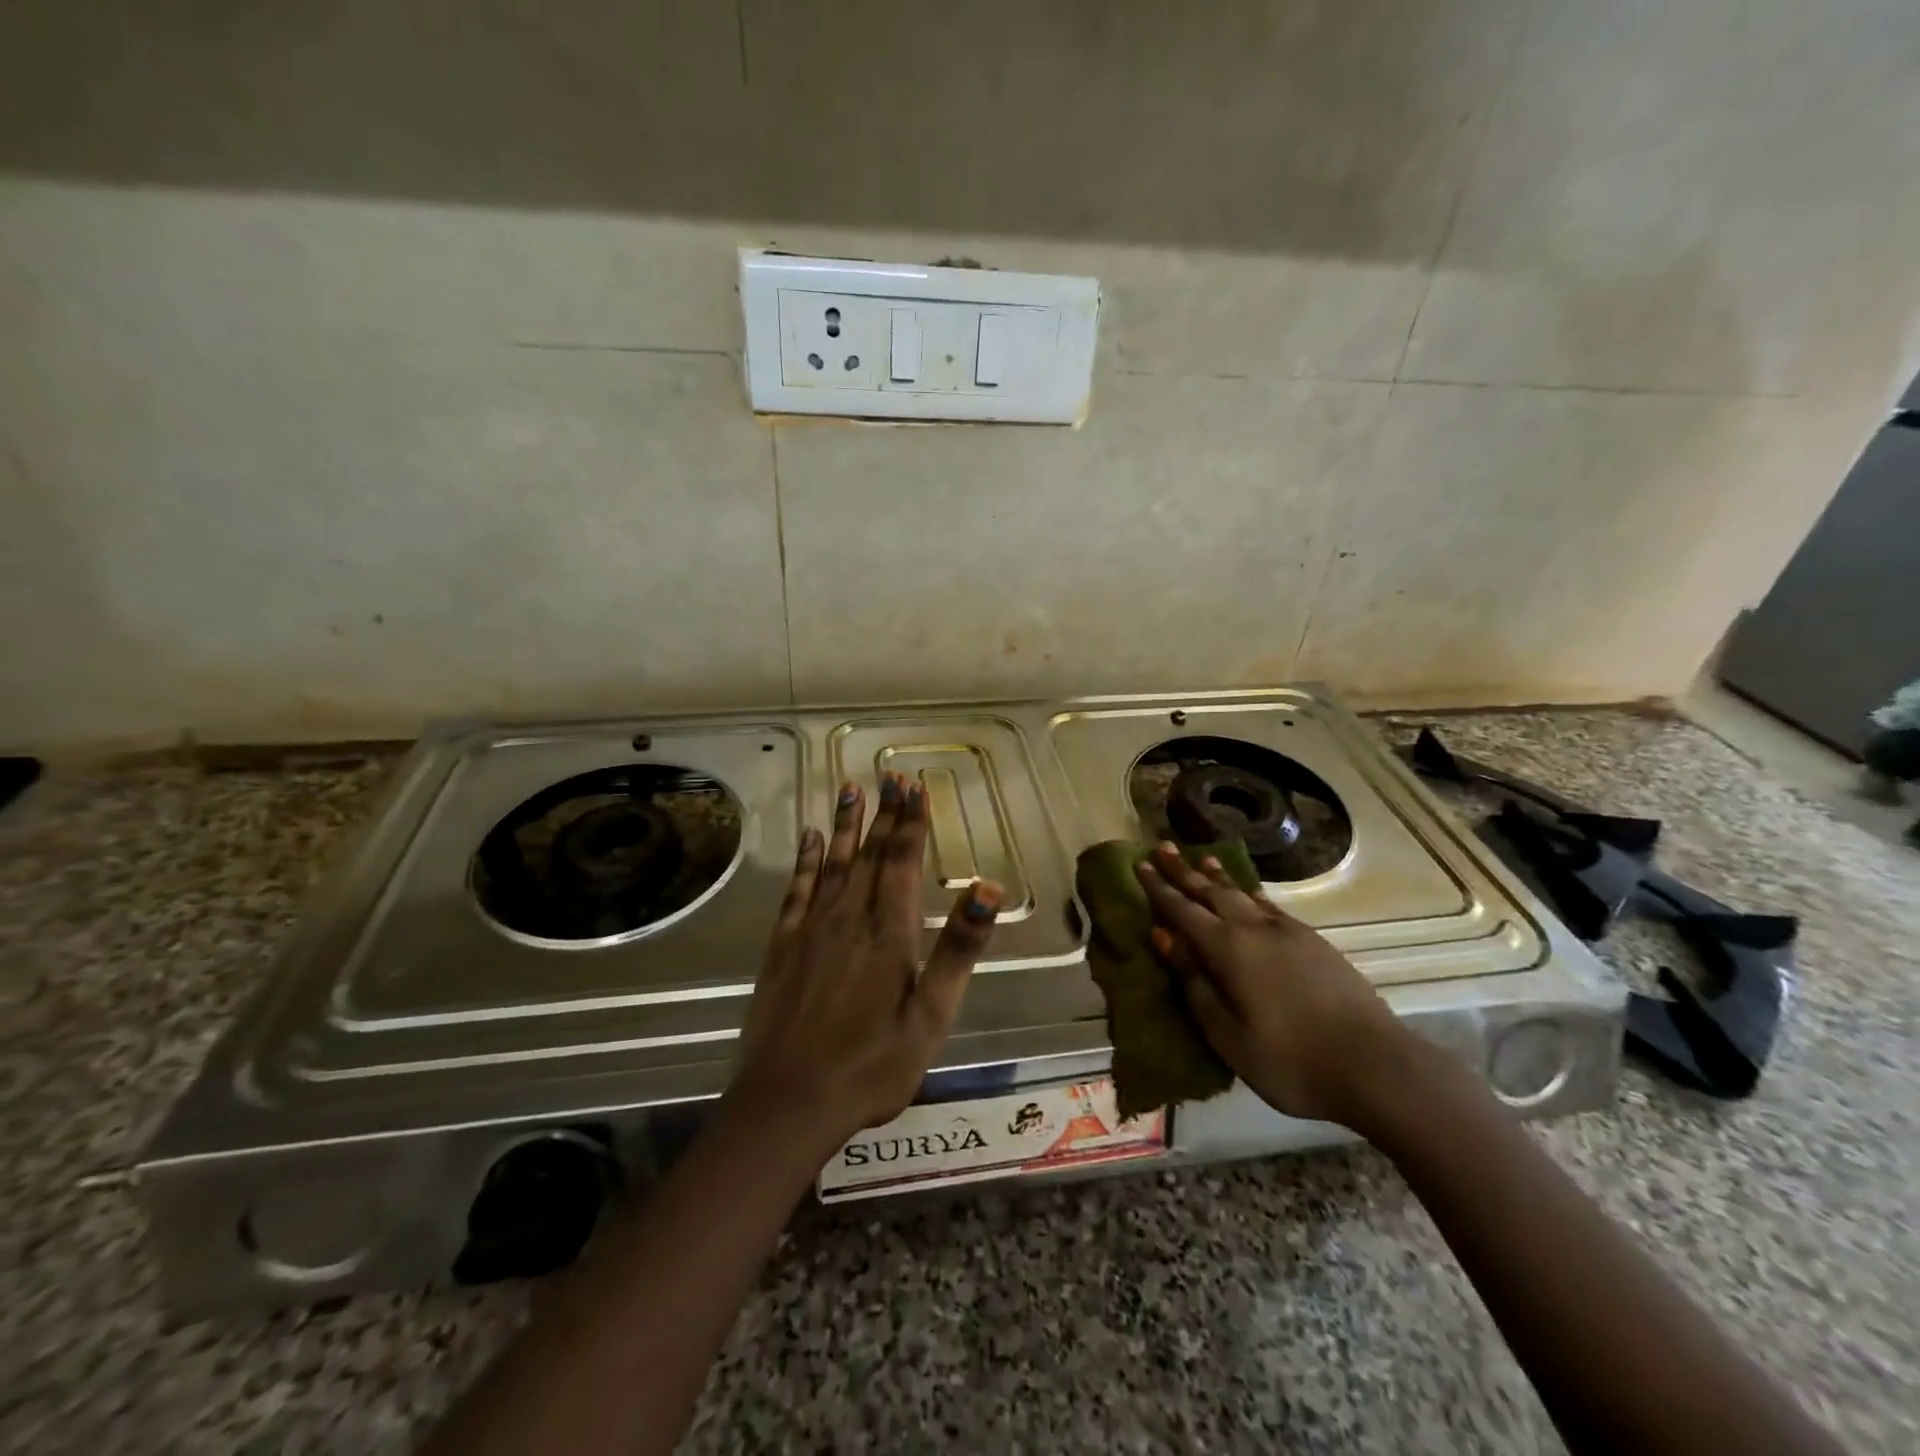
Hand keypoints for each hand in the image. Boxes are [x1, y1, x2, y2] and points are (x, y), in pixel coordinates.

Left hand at [729, 772, 1002, 1148]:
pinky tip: (811, 839)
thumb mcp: (932, 1015)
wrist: (788, 1102)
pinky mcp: (782, 947)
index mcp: (889, 932)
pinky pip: (797, 890)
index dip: (911, 822)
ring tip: (850, 788)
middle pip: (870, 854)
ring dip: (845, 825)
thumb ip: (959, 948)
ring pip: (833, 863)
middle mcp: (849, 918)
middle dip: (883, 814)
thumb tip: (988, 887)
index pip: (903, 861)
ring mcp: (811, 930)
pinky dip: (806, 861)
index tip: (914, 785)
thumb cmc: (872, 1064)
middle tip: (889, 776)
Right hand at [1135, 843, 1415, 1127]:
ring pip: (1243, 893)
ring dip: (1218, 876)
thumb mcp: (1227, 1034)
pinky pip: (1270, 905)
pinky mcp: (1314, 942)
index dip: (1159, 888)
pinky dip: (1251, 892)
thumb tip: (1163, 937)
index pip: (1183, 910)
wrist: (1376, 1066)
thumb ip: (1194, 983)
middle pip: (1211, 892)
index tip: (1138, 865)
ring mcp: (1288, 932)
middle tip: (1162, 848)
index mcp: (1228, 950)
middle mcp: (1254, 929)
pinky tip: (1249, 894)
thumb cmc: (1290, 1060)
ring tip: (1201, 858)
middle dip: (1184, 871)